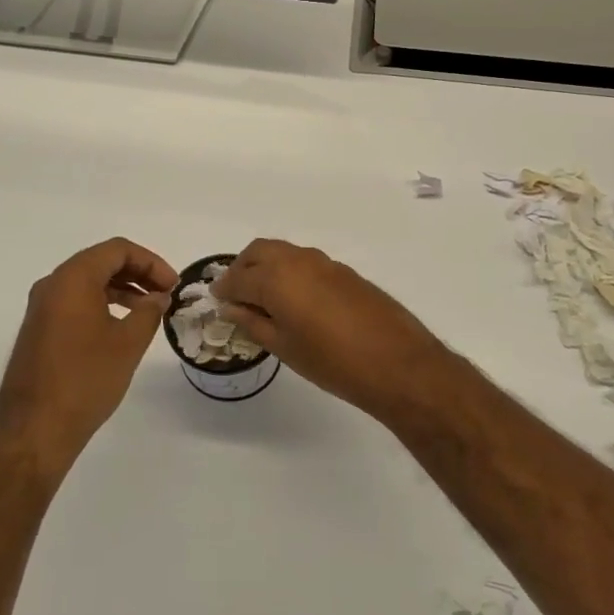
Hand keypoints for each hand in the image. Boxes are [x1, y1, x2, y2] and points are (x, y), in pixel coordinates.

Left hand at [0, 238, 176, 473]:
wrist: (34, 430)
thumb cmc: (86, 380)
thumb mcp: (128, 343)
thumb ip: (149, 312)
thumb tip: (158, 297)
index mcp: (72, 279)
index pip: (117, 250)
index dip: (151, 262)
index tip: (173, 284)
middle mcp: (52, 285)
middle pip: (101, 261)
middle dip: (137, 272)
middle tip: (165, 293)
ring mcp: (41, 308)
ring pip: (87, 282)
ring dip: (121, 288)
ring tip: (149, 309)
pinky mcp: (38, 330)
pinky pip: (74, 301)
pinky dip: (102, 303)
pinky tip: (121, 326)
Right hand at [212, 239, 453, 422]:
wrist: (397, 363)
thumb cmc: (332, 362)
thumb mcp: (285, 347)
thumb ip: (253, 323)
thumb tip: (231, 308)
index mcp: (276, 278)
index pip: (238, 278)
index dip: (224, 290)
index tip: (216, 301)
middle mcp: (298, 260)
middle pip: (259, 252)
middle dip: (242, 268)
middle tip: (236, 294)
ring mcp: (324, 262)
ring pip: (284, 253)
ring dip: (267, 267)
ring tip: (264, 298)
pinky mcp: (344, 271)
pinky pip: (306, 262)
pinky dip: (291, 272)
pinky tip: (296, 300)